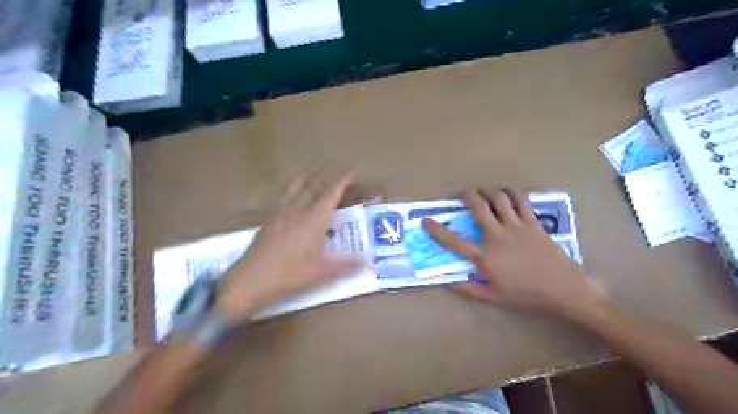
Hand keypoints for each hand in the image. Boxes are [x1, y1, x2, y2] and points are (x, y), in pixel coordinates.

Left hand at [216, 173, 361, 320]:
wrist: (250, 280)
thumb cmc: (289, 274)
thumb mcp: (321, 272)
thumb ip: (346, 265)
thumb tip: (368, 262)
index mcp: (314, 219)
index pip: (330, 194)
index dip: (341, 182)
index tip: (350, 174)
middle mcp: (297, 210)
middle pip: (312, 186)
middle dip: (325, 178)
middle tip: (334, 175)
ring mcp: (280, 213)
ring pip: (294, 187)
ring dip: (305, 179)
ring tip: (311, 176)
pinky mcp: (268, 220)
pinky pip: (281, 197)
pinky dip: (289, 190)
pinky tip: (289, 198)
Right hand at [424, 190, 607, 318]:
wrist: (563, 288)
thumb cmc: (526, 294)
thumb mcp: (494, 296)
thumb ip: (469, 289)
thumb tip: (448, 282)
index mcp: (485, 257)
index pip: (455, 241)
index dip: (438, 230)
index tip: (425, 221)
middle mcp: (497, 236)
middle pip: (479, 208)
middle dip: (468, 195)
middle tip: (463, 192)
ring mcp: (516, 227)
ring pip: (499, 200)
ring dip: (488, 191)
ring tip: (484, 191)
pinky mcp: (532, 222)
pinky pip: (520, 201)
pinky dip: (511, 193)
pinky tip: (507, 192)